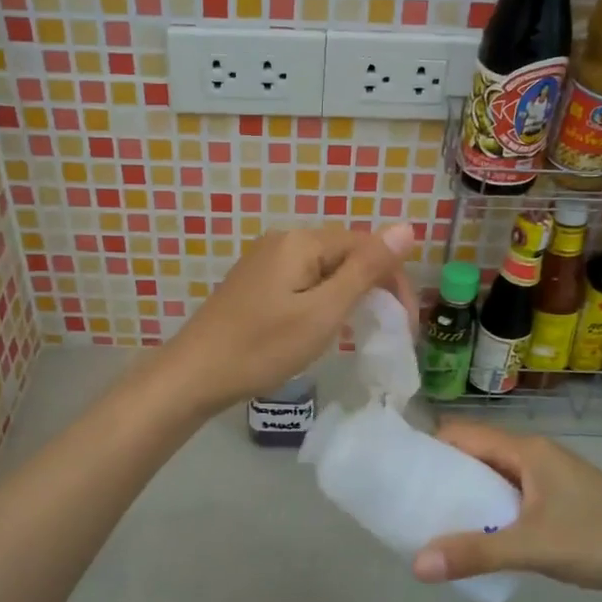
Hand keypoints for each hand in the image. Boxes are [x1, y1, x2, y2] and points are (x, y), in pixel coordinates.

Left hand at [156, 224, 416, 411]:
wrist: (195, 374)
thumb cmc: (263, 347)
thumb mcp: (323, 311)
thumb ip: (365, 270)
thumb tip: (406, 227)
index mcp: (301, 241)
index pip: (366, 246)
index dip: (393, 280)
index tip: (405, 323)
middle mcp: (283, 240)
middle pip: (345, 255)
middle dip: (373, 288)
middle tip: (387, 330)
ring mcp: (266, 261)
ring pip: (325, 271)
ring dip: (349, 296)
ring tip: (357, 332)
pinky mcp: (256, 283)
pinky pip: (303, 282)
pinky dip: (323, 301)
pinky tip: (323, 327)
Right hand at [411, 421, 601, 600]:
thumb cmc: (601, 540)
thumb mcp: (534, 547)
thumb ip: (476, 554)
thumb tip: (416, 563)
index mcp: (526, 450)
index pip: (462, 434)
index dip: (428, 447)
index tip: (399, 472)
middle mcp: (534, 456)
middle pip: (475, 454)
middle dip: (443, 475)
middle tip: (410, 504)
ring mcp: (549, 479)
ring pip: (494, 477)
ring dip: (467, 495)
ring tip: (435, 523)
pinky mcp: (559, 501)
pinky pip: (511, 496)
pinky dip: (490, 510)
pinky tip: (480, 538)